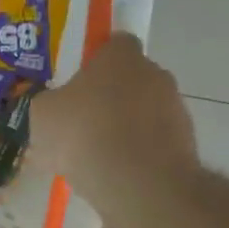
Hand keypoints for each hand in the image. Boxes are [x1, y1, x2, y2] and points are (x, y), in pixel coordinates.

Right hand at [30, 34, 198, 216]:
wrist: (139, 185)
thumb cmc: (84, 134)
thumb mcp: (42, 114)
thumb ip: (48, 103)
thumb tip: (53, 106)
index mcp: (121, 57)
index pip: (115, 42)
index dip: (96, 59)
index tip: (78, 80)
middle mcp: (155, 74)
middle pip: (131, 78)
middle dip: (110, 95)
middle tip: (82, 120)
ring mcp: (175, 109)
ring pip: (144, 111)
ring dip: (126, 126)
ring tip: (96, 156)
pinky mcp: (186, 144)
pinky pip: (155, 142)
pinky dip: (139, 153)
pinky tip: (115, 174)